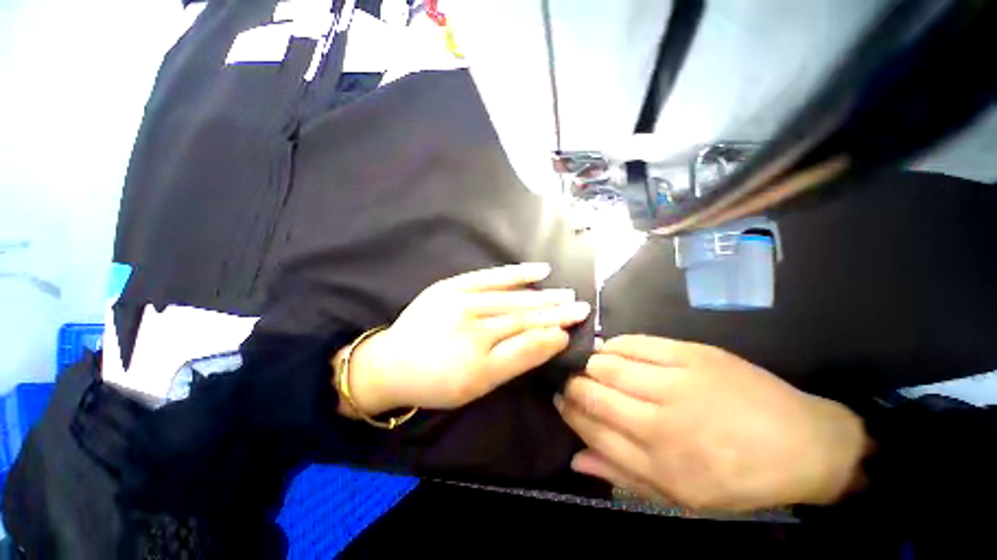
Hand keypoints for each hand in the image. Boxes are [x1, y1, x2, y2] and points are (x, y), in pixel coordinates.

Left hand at [338, 263, 590, 415]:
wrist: (392, 362)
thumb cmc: (437, 382)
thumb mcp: (478, 386)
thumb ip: (517, 361)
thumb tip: (553, 339)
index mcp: (478, 363)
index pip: (527, 344)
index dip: (553, 335)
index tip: (574, 328)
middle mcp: (471, 329)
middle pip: (523, 318)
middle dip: (555, 313)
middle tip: (581, 307)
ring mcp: (460, 302)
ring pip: (512, 299)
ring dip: (543, 296)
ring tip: (566, 294)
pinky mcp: (451, 286)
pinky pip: (489, 276)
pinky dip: (516, 273)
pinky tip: (539, 270)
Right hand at [556, 335, 869, 510]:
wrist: (802, 444)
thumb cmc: (738, 478)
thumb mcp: (681, 497)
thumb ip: (622, 475)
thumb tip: (575, 458)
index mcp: (658, 462)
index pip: (590, 427)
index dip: (568, 411)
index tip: (559, 399)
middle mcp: (660, 421)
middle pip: (593, 392)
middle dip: (572, 385)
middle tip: (569, 381)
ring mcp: (675, 382)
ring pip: (607, 364)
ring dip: (588, 363)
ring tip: (587, 365)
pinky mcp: (689, 354)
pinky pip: (634, 343)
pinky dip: (613, 345)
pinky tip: (609, 350)